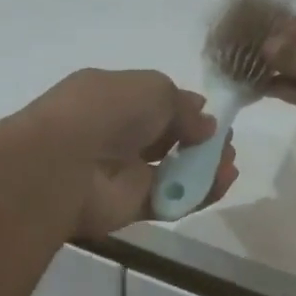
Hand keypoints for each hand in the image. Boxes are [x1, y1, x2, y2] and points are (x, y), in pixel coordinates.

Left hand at [29, 69, 237, 236]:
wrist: (66, 164)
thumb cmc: (107, 112)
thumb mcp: (152, 88)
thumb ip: (183, 107)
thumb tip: (206, 125)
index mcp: (114, 98)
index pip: (156, 104)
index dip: (186, 110)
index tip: (213, 118)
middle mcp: (118, 135)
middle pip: (168, 139)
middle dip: (201, 141)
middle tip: (226, 146)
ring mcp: (124, 173)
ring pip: (173, 171)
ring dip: (205, 169)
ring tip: (230, 166)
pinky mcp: (132, 207)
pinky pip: (172, 200)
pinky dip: (199, 194)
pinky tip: (222, 183)